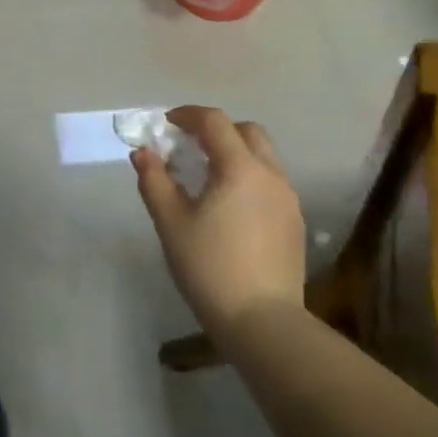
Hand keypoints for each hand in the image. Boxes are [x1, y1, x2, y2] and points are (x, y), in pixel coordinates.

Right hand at [132, 106, 304, 332]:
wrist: (262, 321)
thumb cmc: (209, 266)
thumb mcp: (170, 222)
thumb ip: (154, 180)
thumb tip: (143, 152)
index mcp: (240, 168)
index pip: (215, 122)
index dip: (187, 115)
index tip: (165, 124)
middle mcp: (270, 175)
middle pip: (247, 132)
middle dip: (216, 130)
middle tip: (188, 146)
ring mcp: (288, 199)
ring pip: (263, 157)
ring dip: (234, 153)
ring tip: (206, 176)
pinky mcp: (294, 222)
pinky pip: (270, 182)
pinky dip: (248, 177)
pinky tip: (229, 205)